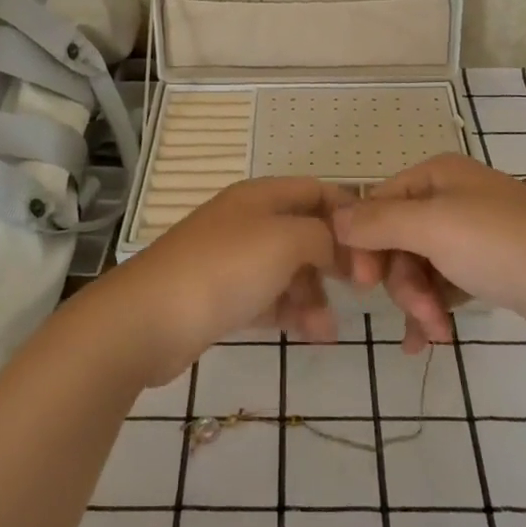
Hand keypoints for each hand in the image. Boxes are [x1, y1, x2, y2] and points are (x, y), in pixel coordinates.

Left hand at [99, 178, 363, 385]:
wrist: (148, 320)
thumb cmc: (224, 269)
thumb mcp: (286, 240)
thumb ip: (323, 236)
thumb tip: (341, 245)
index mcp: (261, 196)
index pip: (317, 192)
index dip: (350, 215)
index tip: (377, 249)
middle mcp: (247, 221)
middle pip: (305, 232)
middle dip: (335, 260)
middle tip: (361, 290)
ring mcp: (232, 260)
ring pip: (289, 270)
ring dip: (314, 295)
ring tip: (326, 329)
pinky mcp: (222, 296)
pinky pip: (268, 298)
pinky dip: (290, 313)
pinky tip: (311, 335)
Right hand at [335, 153, 525, 345]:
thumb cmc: (505, 246)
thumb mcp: (434, 227)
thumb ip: (378, 222)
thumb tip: (331, 218)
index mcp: (435, 176)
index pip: (375, 204)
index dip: (362, 244)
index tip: (360, 284)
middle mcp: (450, 196)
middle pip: (396, 239)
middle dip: (400, 281)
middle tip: (420, 315)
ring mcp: (471, 231)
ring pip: (418, 265)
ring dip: (418, 301)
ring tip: (434, 334)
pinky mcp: (488, 264)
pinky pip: (443, 282)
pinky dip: (434, 308)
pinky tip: (429, 340)